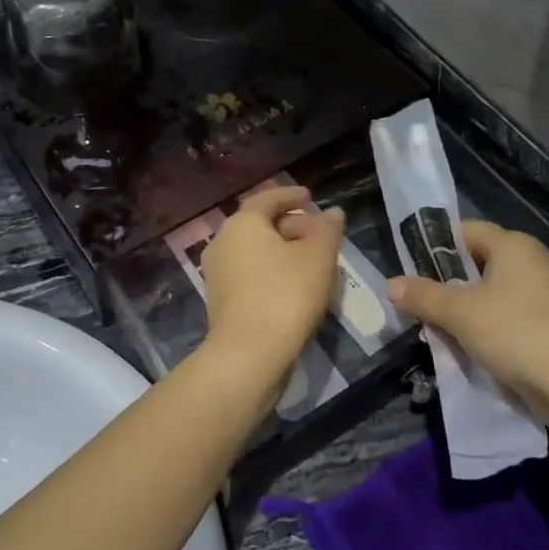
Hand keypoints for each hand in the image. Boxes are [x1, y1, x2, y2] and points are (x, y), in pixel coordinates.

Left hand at [201, 187, 345, 388]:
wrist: (249, 354)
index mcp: (242, 224)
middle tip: (319, 233)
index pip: (267, 198)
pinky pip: (249, 272)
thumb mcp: (318, 257)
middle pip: (259, 224)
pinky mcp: (221, 300)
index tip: (311, 197)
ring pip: (254, 250)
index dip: (291, 196)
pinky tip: (294, 284)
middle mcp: (222, 242)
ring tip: (312, 260)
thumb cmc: (286, 294)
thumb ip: (327, 229)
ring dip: (282, 249)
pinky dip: (271, 269)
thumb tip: (332, 213)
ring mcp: (217, 273)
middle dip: (291, 224)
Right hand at [387, 221, 548, 425]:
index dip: (434, 246)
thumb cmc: (516, 333)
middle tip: (417, 305)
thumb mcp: (460, 313)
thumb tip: (390, 284)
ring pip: (489, 293)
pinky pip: (506, 316)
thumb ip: (423, 296)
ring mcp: (544, 294)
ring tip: (436, 331)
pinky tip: (467, 348)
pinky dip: (484, 328)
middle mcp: (531, 261)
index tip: (409, 269)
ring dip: (463, 311)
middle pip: (475, 263)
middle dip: (444, 284)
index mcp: (513, 245)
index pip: (464, 231)